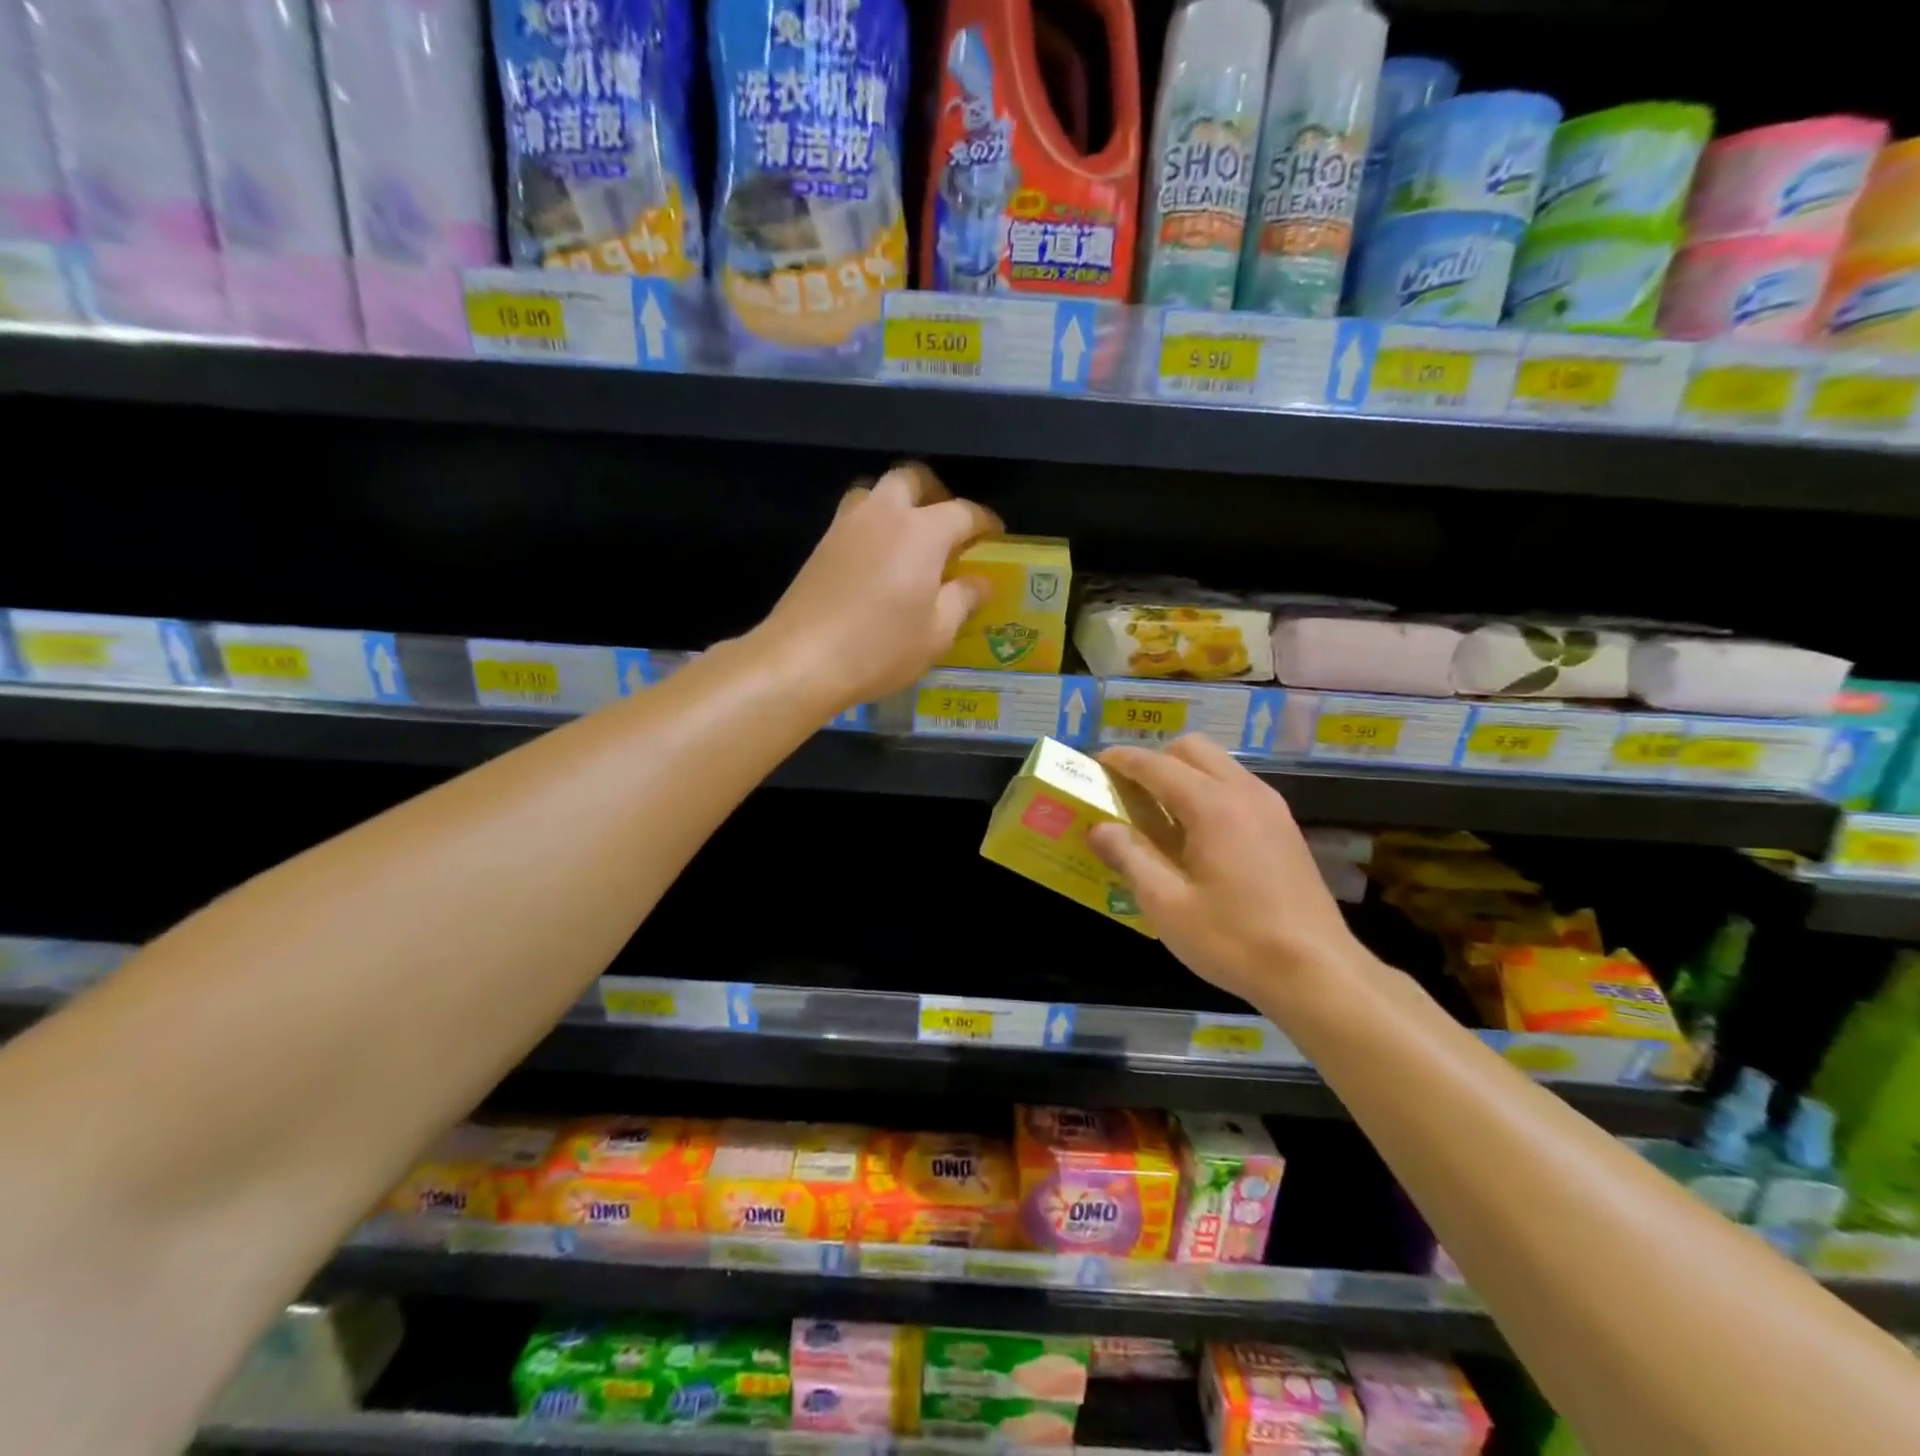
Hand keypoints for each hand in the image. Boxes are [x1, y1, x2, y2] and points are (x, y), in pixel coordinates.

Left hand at [759, 463, 1001, 711]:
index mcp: (922, 532)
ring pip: (877, 491)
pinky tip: (879, 560)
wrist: (802, 660)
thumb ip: (962, 600)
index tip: (995, 536)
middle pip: (913, 479)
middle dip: (936, 494)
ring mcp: (847, 526)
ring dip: (898, 503)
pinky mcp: (821, 545)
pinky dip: (873, 525)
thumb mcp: (936, 633)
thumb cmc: (880, 648)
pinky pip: (854, 516)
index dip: (984, 522)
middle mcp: (884, 515)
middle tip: (948, 527)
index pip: (963, 512)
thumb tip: (981, 582)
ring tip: (910, 539)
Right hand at [1088, 736, 1373, 1012]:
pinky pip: (1237, 788)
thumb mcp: (1167, 905)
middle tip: (1130, 793)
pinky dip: (1208, 792)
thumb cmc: (1235, 940)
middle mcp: (1245, 793)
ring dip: (1184, 775)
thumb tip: (1099, 828)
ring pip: (1219, 766)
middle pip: (1193, 749)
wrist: (1319, 973)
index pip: (1157, 765)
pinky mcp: (1285, 828)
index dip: (1122, 760)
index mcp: (1213, 806)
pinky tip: (1196, 837)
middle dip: (1156, 760)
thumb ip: (1130, 857)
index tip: (1096, 763)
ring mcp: (1271, 808)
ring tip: (1158, 815)